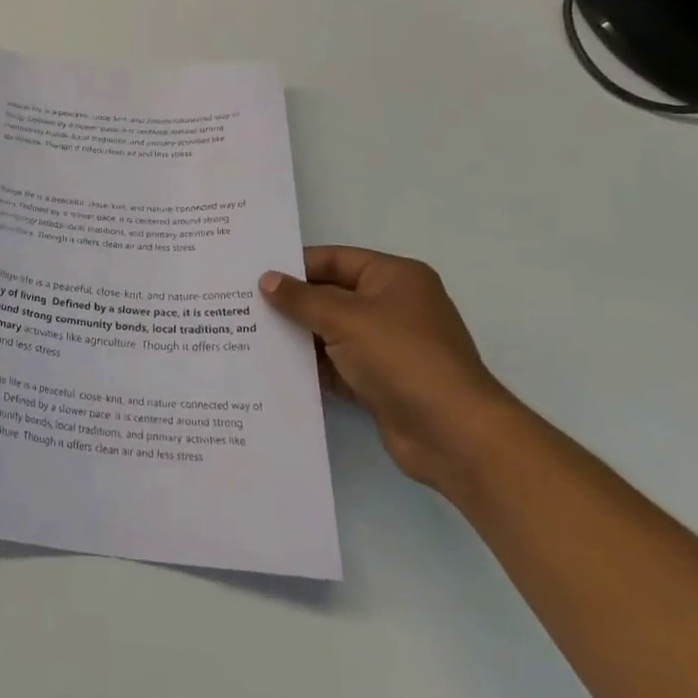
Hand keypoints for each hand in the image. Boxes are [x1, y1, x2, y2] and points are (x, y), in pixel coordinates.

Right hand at [261, 247, 516, 493]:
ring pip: (330, 332)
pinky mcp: (380, 382)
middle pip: (330, 296)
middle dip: (291, 302)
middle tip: (242, 301)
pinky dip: (310, 366)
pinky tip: (273, 365)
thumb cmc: (402, 358)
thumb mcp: (345, 318)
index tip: (252, 272)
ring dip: (298, 335)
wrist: (455, 437)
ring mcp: (387, 346)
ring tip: (248, 332)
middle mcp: (392, 306)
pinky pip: (336, 365)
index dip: (294, 266)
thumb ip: (301, 299)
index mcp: (394, 278)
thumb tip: (266, 280)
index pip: (334, 260)